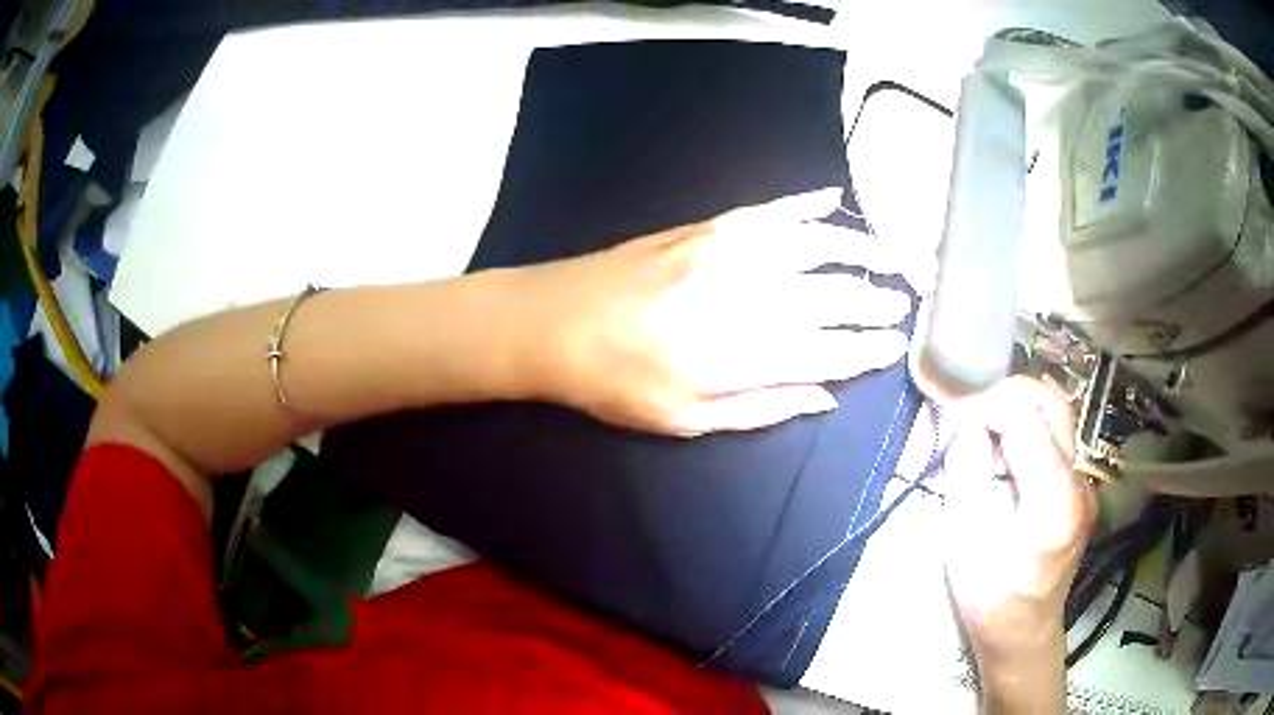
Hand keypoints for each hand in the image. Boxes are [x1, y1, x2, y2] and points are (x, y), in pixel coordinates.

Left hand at [505, 188, 918, 435]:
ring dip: (860, 250)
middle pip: (831, 294)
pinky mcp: (706, 225)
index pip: (827, 349)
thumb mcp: (685, 419)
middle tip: (903, 304)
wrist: (552, 321)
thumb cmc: (615, 383)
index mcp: (738, 354)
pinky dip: (807, 205)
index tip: (896, 345)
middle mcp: (743, 294)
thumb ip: (762, 407)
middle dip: (875, 299)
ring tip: (890, 259)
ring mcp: (725, 250)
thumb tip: (827, 397)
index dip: (867, 348)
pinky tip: (835, 202)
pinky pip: (771, 210)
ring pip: (814, 244)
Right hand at [942, 377, 1095, 710]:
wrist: (1024, 633)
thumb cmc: (990, 599)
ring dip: (1019, 406)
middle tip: (968, 409)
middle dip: (1006, 392)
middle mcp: (1080, 480)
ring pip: (1058, 412)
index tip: (953, 407)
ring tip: (986, 425)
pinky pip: (1058, 434)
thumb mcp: (965, 541)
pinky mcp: (1080, 486)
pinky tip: (1006, 446)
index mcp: (1054, 499)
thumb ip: (967, 472)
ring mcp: (1085, 482)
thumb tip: (967, 422)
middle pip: (1050, 402)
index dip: (987, 401)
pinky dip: (1030, 424)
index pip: (1026, 416)